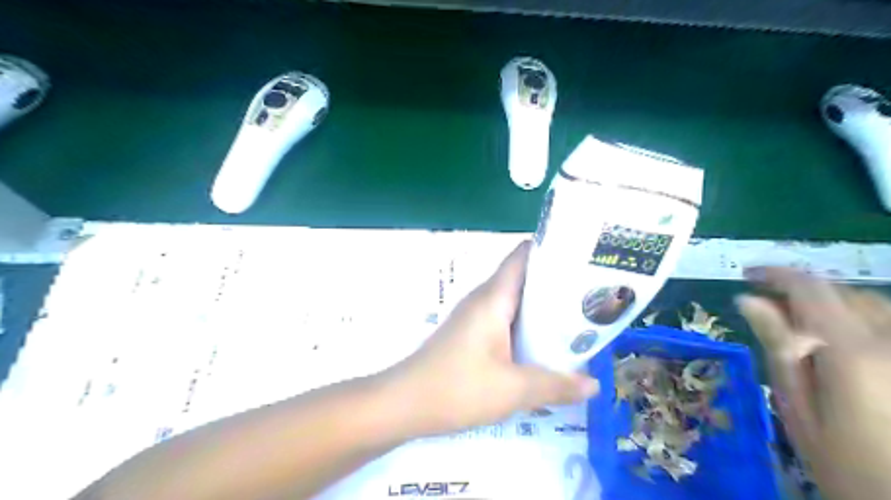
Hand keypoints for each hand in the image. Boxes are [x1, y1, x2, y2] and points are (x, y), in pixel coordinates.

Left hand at [383, 241, 597, 434]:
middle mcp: (484, 300)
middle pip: (524, 278)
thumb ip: (555, 385)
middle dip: (557, 282)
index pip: (523, 256)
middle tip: (593, 292)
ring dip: (543, 307)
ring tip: (578, 317)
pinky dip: (527, 325)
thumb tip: (594, 384)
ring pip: (515, 301)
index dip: (552, 248)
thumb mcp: (512, 389)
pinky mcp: (470, 334)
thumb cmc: (456, 388)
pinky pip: (505, 320)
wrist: (403, 404)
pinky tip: (545, 344)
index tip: (583, 255)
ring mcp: (474, 317)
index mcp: (493, 298)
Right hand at [743, 267, 890, 499]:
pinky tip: (843, 345)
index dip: (775, 274)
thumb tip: (748, 301)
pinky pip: (889, 325)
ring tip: (803, 328)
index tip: (746, 275)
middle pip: (844, 294)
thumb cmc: (846, 464)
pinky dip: (860, 321)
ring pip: (873, 305)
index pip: (811, 289)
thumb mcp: (797, 406)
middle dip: (802, 293)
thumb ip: (778, 348)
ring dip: (832, 306)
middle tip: (769, 311)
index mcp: (853, 353)